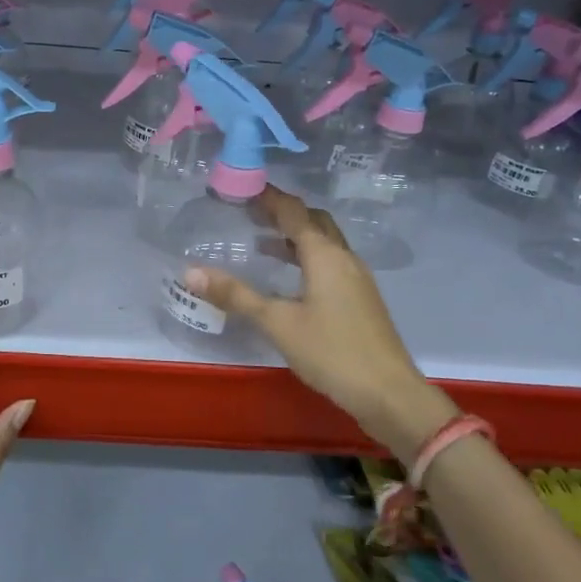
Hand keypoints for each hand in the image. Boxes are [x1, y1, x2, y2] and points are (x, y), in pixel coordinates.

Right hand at [184, 186, 455, 452]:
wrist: (389, 394)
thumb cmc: (332, 352)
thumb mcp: (278, 323)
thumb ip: (236, 296)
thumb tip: (190, 272)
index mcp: (324, 255)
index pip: (294, 213)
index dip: (269, 197)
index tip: (244, 188)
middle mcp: (344, 258)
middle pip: (313, 222)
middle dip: (284, 213)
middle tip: (251, 212)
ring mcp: (356, 278)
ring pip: (324, 243)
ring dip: (295, 237)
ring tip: (262, 242)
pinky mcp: (360, 299)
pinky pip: (330, 263)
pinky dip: (306, 257)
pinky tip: (290, 279)